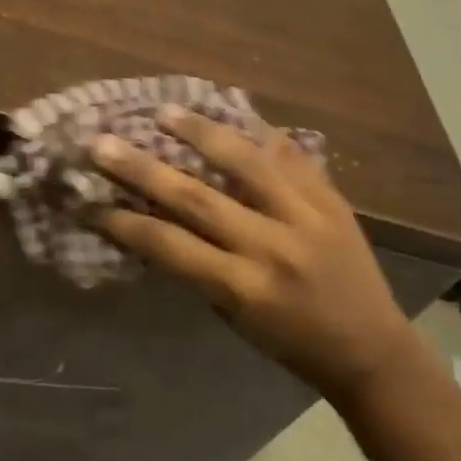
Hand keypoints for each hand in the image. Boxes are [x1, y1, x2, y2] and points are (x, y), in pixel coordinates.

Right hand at [90, 106, 411, 394]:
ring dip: (200, 132)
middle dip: (142, 168)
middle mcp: (271, 247)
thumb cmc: (290, 343)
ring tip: (164, 111)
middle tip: (102, 142)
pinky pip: (289, 156)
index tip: (87, 202)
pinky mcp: (332, 200)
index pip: (169, 245)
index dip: (123, 222)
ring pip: (246, 163)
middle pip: (196, 198)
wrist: (372, 350)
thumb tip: (156, 218)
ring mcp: (306, 217)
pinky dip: (257, 132)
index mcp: (243, 288)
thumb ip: (198, 267)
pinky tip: (230, 111)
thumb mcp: (234, 316)